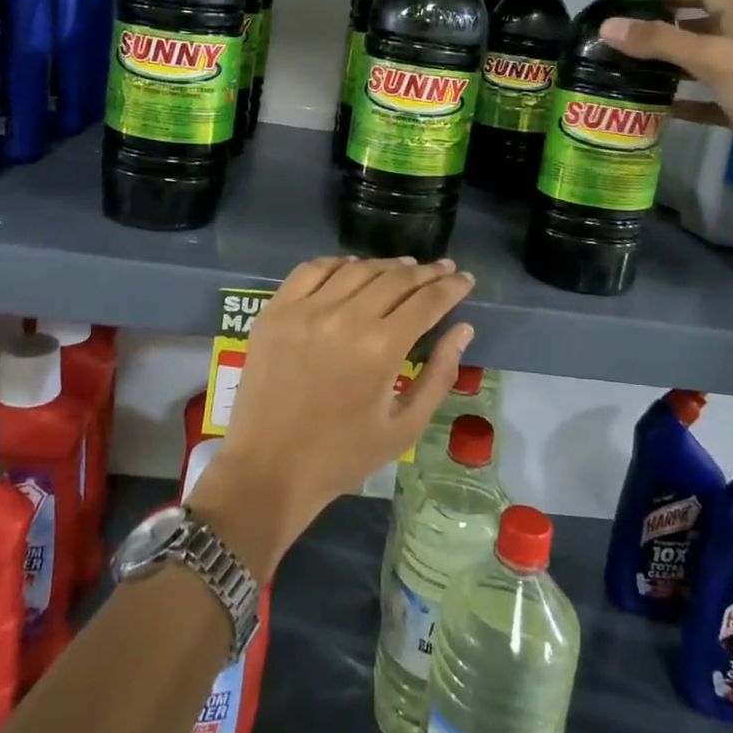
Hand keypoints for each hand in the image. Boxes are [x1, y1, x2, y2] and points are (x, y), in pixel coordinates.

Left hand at [190, 256, 476, 574]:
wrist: (267, 470)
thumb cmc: (342, 456)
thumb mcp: (404, 428)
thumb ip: (439, 376)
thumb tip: (463, 329)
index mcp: (380, 348)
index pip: (426, 301)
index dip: (451, 286)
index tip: (465, 278)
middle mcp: (345, 318)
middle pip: (395, 279)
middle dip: (426, 272)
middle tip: (443, 270)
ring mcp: (306, 310)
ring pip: (357, 269)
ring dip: (387, 265)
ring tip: (406, 268)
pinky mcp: (276, 311)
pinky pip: (312, 270)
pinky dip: (338, 263)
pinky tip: (353, 267)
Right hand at [598, 0, 732, 212]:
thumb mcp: (712, 59)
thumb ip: (661, 42)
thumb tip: (608, 27)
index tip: (635, 0)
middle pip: (699, 28)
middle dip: (663, 30)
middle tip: (623, 38)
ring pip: (699, 65)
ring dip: (668, 66)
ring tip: (629, 70)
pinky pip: (704, 101)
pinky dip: (681, 102)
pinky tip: (655, 108)